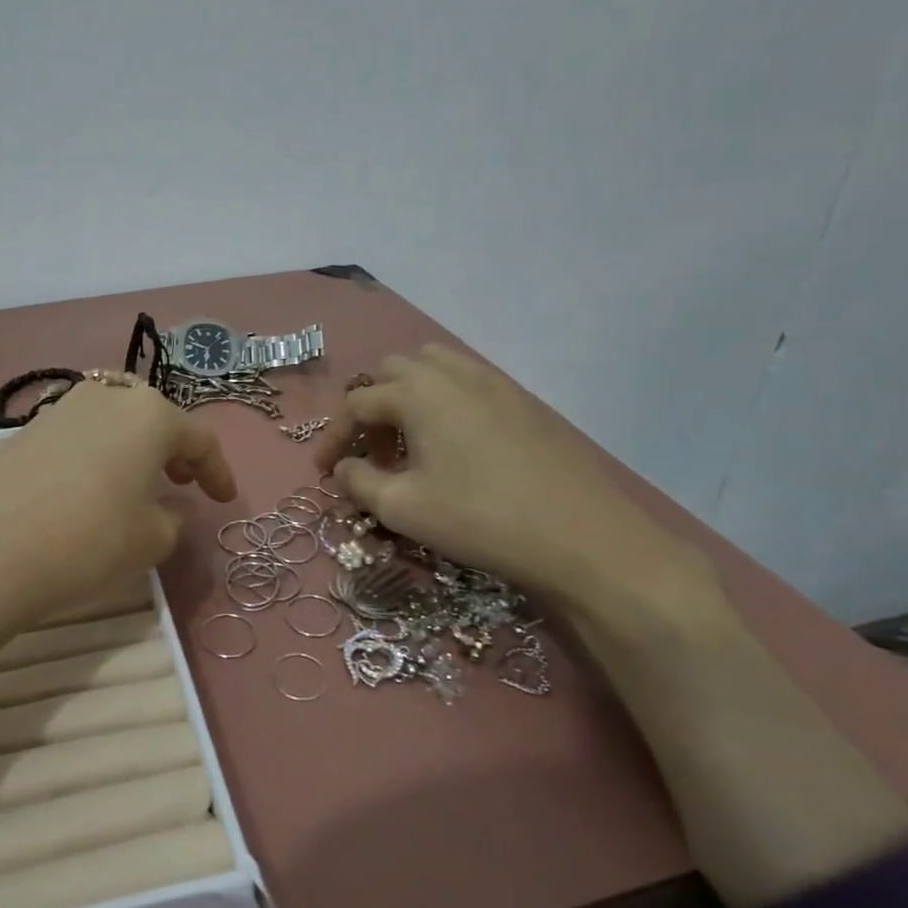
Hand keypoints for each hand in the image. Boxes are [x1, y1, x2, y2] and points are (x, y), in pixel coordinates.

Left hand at [0, 378, 238, 637]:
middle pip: (153, 417)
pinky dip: (99, 452)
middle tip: (182, 481)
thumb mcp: (150, 540)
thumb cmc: (87, 542)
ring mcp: (62, 408)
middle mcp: (107, 397)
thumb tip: (171, 506)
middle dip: (174, 448)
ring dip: (134, 447)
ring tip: (138, 483)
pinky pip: (81, 433)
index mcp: (148, 414)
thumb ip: (173, 517)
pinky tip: (92, 486)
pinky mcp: (27, 429)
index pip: (199, 438)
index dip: (217, 471)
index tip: (225, 499)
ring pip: (114, 420)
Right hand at [312, 345, 704, 613]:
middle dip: (372, 409)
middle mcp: (453, 374)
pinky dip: (445, 402)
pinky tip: (456, 447)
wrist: (584, 538)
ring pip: (434, 369)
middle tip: (373, 454)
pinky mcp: (524, 402)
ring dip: (409, 398)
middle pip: (393, 373)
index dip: (333, 437)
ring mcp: (494, 383)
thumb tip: (344, 468)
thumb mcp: (402, 508)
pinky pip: (469, 384)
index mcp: (417, 392)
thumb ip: (359, 482)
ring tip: (412, 443)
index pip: (357, 404)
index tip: (324, 472)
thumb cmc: (480, 519)